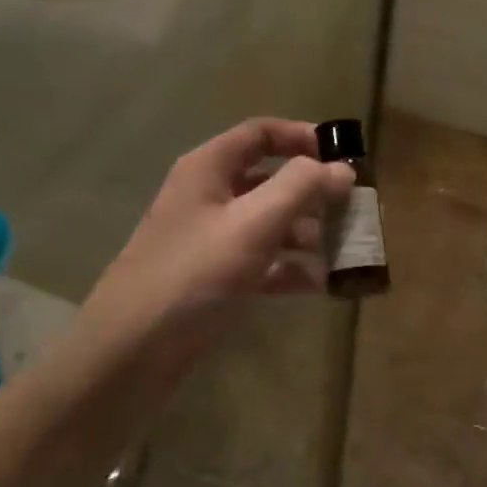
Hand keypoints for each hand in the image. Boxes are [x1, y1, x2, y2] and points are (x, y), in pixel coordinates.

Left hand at [76, 119, 353, 385]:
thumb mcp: (253, 224)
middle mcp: (209, 197)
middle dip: (314, 194)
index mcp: (209, 169)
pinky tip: (321, 284)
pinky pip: (262, 263)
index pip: (260, 133)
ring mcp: (211, 240)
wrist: (132, 352)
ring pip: (269, 224)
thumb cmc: (194, 275)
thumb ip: (301, 188)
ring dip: (308, 233)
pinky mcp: (215, 280)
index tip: (344, 158)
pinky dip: (290, 269)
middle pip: (270, 180)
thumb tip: (342, 168)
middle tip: (355, 211)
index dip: (302, 137)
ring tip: (346, 251)